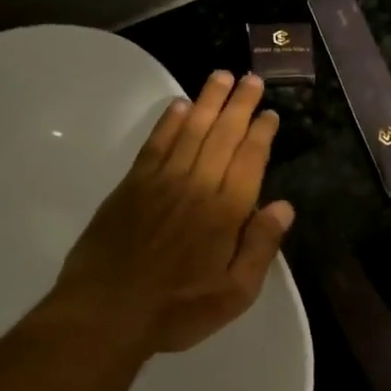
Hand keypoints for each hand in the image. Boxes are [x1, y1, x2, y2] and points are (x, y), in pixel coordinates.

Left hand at [44, 70, 294, 356]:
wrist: (106, 313)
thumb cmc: (177, 309)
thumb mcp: (235, 294)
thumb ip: (261, 247)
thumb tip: (284, 206)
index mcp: (226, 211)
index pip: (250, 159)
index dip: (261, 133)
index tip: (269, 113)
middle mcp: (198, 185)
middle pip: (224, 135)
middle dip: (239, 105)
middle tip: (250, 78)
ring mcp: (162, 181)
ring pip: (192, 131)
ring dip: (209, 102)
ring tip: (222, 77)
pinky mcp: (132, 185)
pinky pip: (155, 144)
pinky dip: (169, 122)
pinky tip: (180, 105)